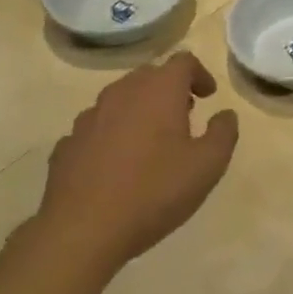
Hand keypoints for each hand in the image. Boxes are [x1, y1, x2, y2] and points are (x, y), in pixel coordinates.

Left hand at [35, 51, 239, 272]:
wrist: (81, 232)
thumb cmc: (154, 191)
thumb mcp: (208, 166)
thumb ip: (224, 133)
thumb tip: (225, 115)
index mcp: (159, 90)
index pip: (183, 62)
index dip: (199, 74)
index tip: (208, 96)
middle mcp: (122, 93)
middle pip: (150, 76)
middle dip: (170, 90)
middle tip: (184, 115)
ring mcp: (89, 117)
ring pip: (120, 100)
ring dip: (139, 111)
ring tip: (151, 142)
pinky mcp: (67, 144)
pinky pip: (96, 128)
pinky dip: (112, 135)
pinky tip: (117, 165)